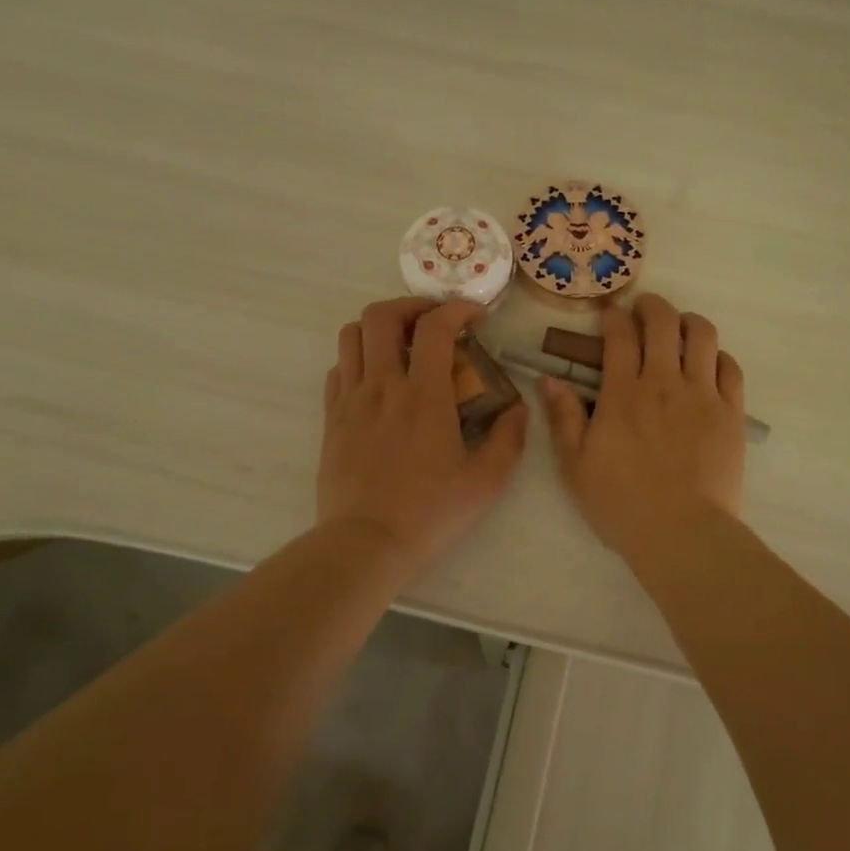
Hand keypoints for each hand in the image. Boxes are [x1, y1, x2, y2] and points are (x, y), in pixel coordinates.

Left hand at [319, 297, 527, 575]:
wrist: (365, 544)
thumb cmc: (430, 513)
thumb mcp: (486, 482)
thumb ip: (509, 438)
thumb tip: (517, 407)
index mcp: (424, 395)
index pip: (435, 326)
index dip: (457, 308)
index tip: (475, 315)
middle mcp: (382, 385)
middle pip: (381, 315)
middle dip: (411, 306)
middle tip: (434, 322)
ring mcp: (351, 400)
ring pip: (351, 335)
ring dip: (379, 328)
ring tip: (403, 345)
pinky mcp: (332, 419)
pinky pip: (339, 369)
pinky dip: (359, 359)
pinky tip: (378, 380)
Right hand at [540, 294, 746, 560]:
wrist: (682, 533)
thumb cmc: (621, 503)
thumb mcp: (575, 465)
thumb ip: (563, 417)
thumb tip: (549, 379)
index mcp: (623, 393)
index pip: (620, 335)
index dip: (614, 316)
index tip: (610, 314)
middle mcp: (665, 382)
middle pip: (664, 322)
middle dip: (652, 306)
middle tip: (644, 310)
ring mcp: (703, 395)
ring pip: (703, 335)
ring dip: (689, 321)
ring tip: (680, 328)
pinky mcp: (732, 413)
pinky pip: (730, 368)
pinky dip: (718, 356)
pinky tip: (709, 364)